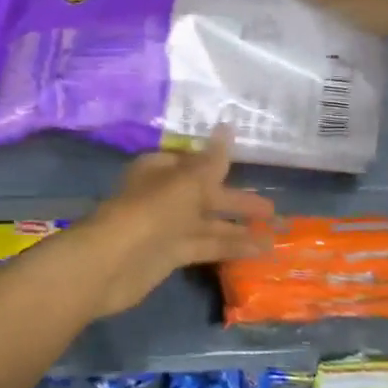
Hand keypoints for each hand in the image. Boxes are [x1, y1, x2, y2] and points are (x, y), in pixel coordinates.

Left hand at [72, 127, 274, 317]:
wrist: (112, 262)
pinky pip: (205, 246)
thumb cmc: (151, 211)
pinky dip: (229, 247)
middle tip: (273, 210)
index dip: (220, 165)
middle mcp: (164, 195)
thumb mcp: (187, 181)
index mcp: (161, 169)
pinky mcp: (170, 255)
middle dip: (237, 201)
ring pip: (208, 223)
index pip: (194, 162)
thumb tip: (228, 126)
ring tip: (275, 235)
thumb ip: (212, 159)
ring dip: (239, 229)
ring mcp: (166, 226)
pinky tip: (258, 251)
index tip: (249, 169)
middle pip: (205, 194)